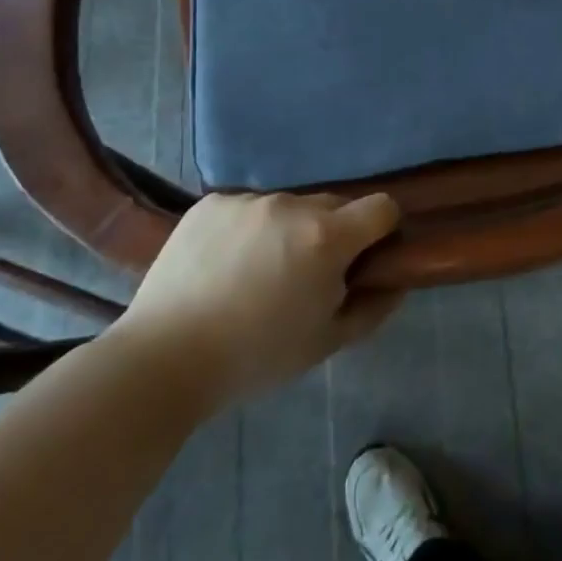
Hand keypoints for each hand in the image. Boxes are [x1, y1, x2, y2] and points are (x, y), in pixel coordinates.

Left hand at [113, 192, 401, 410]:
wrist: (162, 359)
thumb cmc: (255, 357)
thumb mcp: (326, 342)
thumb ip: (373, 308)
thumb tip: (398, 281)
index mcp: (327, 237)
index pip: (382, 207)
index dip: (383, 230)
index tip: (366, 258)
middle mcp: (292, 205)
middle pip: (334, 206)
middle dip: (332, 234)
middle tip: (307, 276)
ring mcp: (248, 200)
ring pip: (288, 207)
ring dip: (288, 231)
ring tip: (257, 274)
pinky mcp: (211, 203)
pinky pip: (248, 208)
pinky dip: (248, 229)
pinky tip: (224, 265)